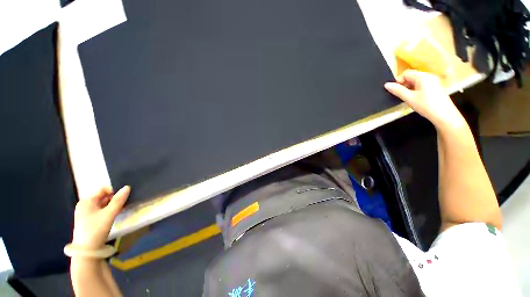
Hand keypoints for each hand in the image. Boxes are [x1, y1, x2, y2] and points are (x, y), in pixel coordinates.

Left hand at [72, 186, 129, 249]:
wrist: (87, 250)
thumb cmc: (96, 229)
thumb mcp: (109, 214)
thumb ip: (118, 200)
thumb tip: (128, 187)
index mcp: (87, 201)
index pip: (103, 189)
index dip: (114, 191)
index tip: (123, 198)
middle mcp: (85, 204)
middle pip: (103, 196)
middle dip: (115, 199)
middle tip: (125, 203)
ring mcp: (86, 212)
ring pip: (103, 203)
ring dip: (113, 205)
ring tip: (122, 209)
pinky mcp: (90, 219)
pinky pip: (102, 210)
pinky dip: (110, 210)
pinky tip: (117, 213)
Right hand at [384, 70, 464, 128]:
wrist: (444, 115)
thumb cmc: (426, 105)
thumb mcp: (409, 98)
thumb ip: (398, 90)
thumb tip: (386, 85)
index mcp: (422, 77)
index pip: (405, 73)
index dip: (399, 81)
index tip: (396, 92)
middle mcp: (428, 76)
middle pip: (411, 76)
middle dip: (404, 85)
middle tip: (402, 96)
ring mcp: (433, 81)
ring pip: (416, 81)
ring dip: (409, 88)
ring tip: (409, 98)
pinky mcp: (435, 87)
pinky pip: (422, 85)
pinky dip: (416, 90)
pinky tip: (416, 99)